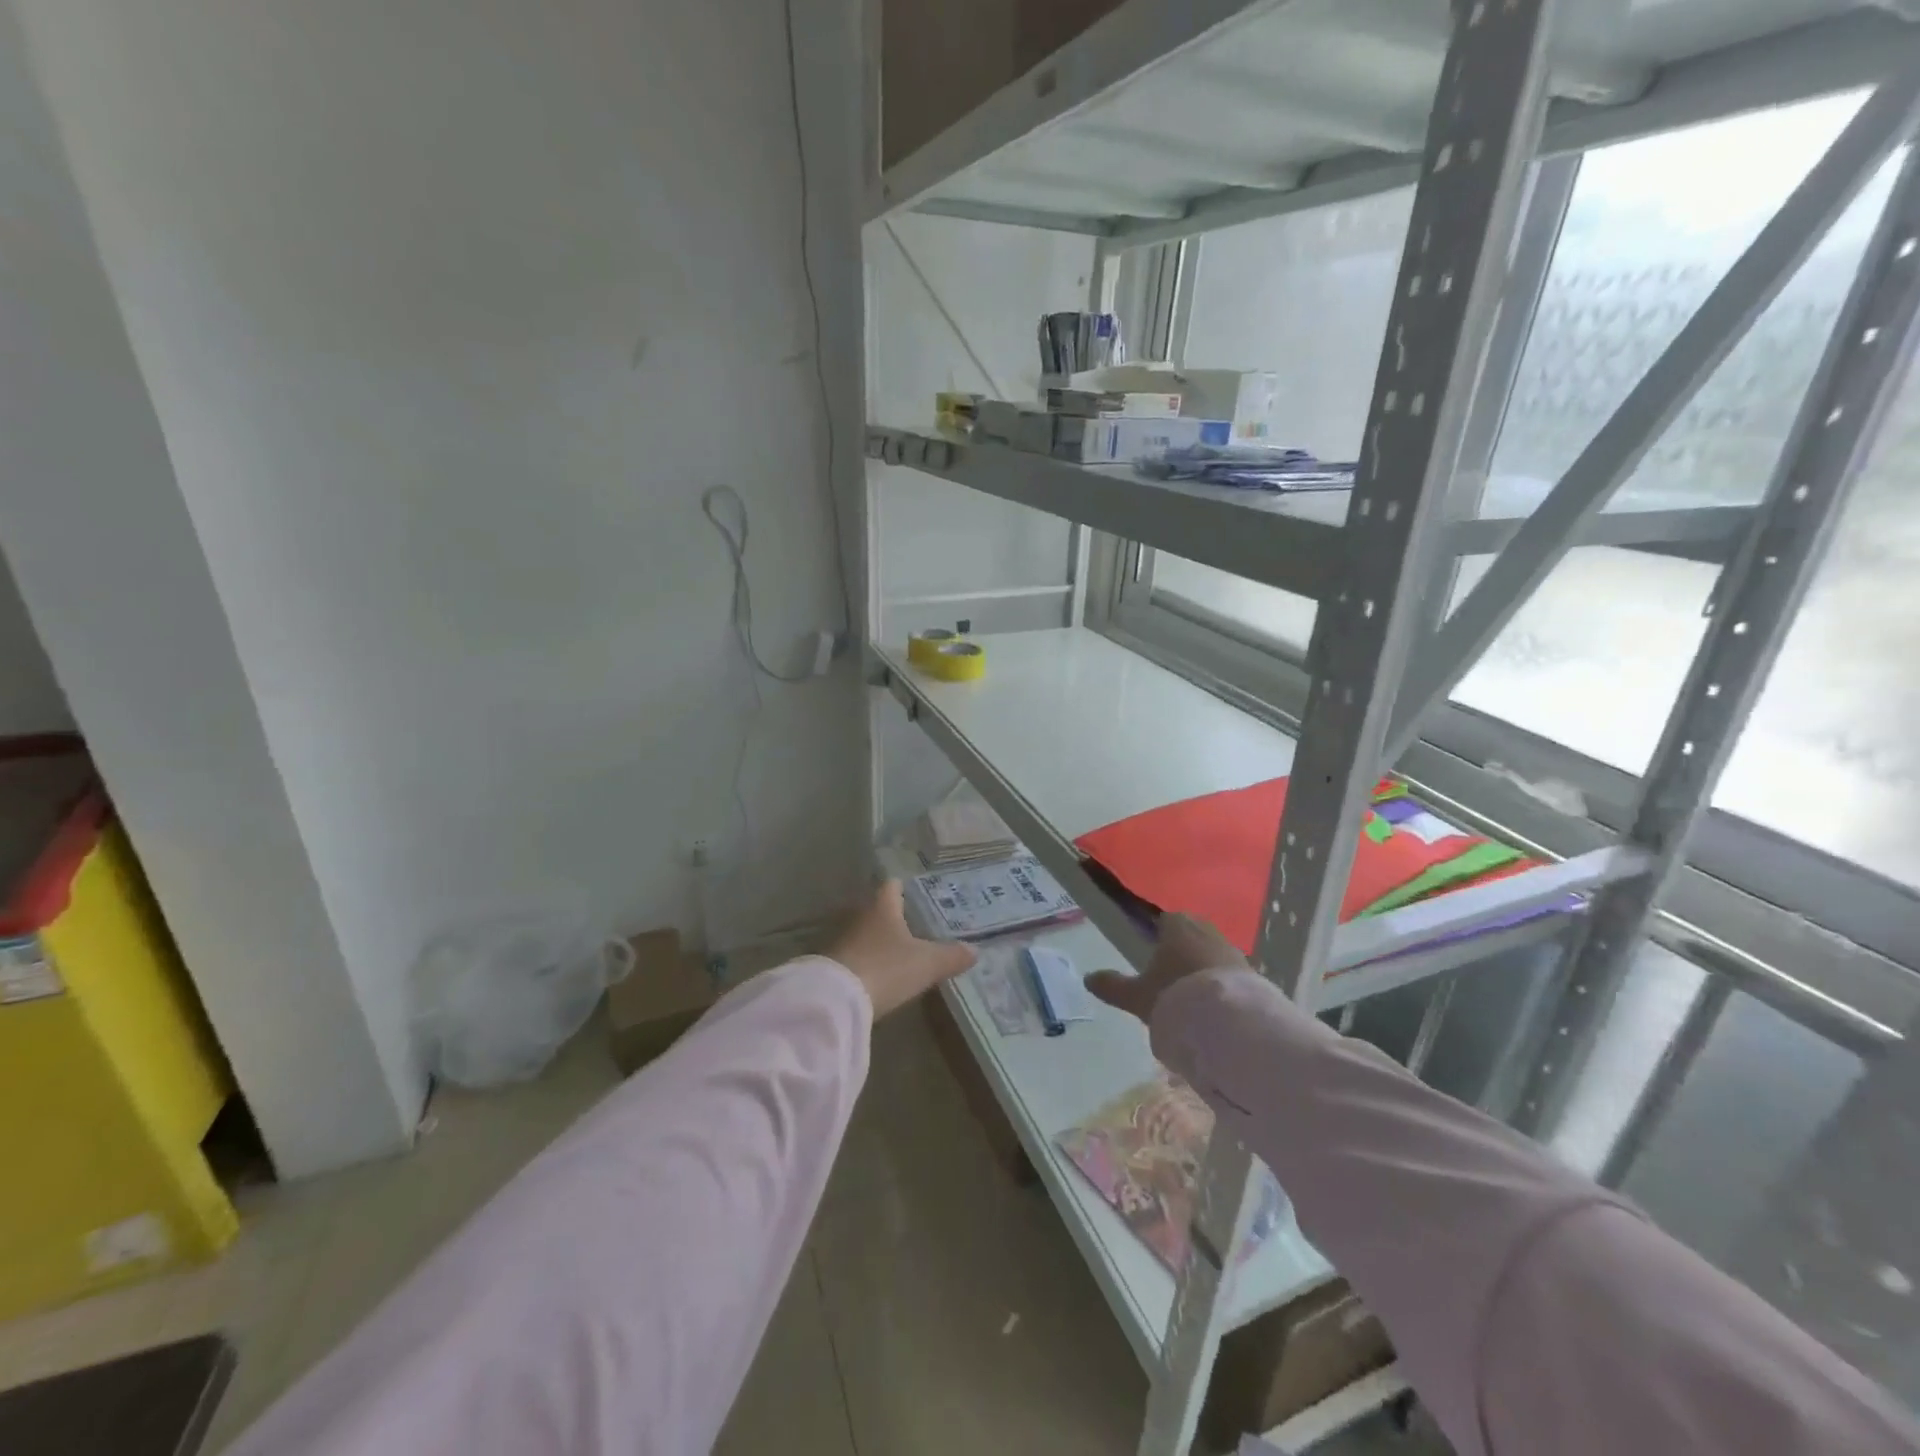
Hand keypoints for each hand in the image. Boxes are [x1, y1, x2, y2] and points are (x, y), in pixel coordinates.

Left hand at [828, 881, 975, 1017]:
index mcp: (883, 906)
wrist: (836, 999)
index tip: (913, 891)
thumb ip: (951, 956)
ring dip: (876, 939)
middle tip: (912, 923)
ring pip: (864, 932)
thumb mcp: (926, 964)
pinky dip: (864, 959)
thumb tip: (974, 950)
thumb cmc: (886, 968)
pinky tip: (876, 972)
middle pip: (876, 909)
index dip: (903, 887)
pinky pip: (853, 954)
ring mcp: (841, 939)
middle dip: (891, 915)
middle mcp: (859, 916)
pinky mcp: (830, 964)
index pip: (892, 886)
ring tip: (896, 949)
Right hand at [1087, 913, 1247, 1024]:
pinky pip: (1231, 974)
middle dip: (1183, 950)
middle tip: (1171, 978)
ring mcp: (1233, 951)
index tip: (1153, 956)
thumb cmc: (1175, 997)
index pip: (1166, 920)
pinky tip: (1215, 1008)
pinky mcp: (1254, 974)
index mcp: (1177, 925)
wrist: (1228, 1022)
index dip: (1159, 935)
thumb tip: (1088, 978)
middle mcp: (1207, 930)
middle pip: (1192, 934)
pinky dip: (1222, 985)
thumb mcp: (1138, 996)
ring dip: (1204, 968)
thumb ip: (1113, 986)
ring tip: (1193, 997)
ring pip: (1213, 953)